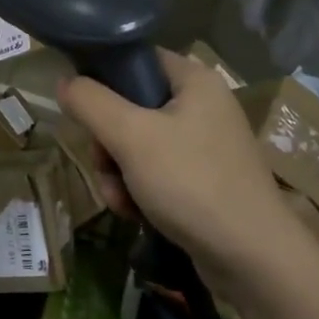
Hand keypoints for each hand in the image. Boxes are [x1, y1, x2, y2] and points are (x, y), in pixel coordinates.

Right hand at [56, 49, 292, 284]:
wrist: (253, 259)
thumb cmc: (191, 182)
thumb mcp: (131, 136)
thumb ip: (91, 102)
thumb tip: (65, 82)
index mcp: (194, 80)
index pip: (137, 60)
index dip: (104, 78)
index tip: (84, 108)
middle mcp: (202, 106)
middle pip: (131, 106)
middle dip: (108, 142)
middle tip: (104, 165)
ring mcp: (204, 145)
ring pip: (138, 144)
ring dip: (117, 172)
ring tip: (120, 199)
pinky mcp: (203, 180)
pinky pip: (156, 173)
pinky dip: (138, 191)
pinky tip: (135, 214)